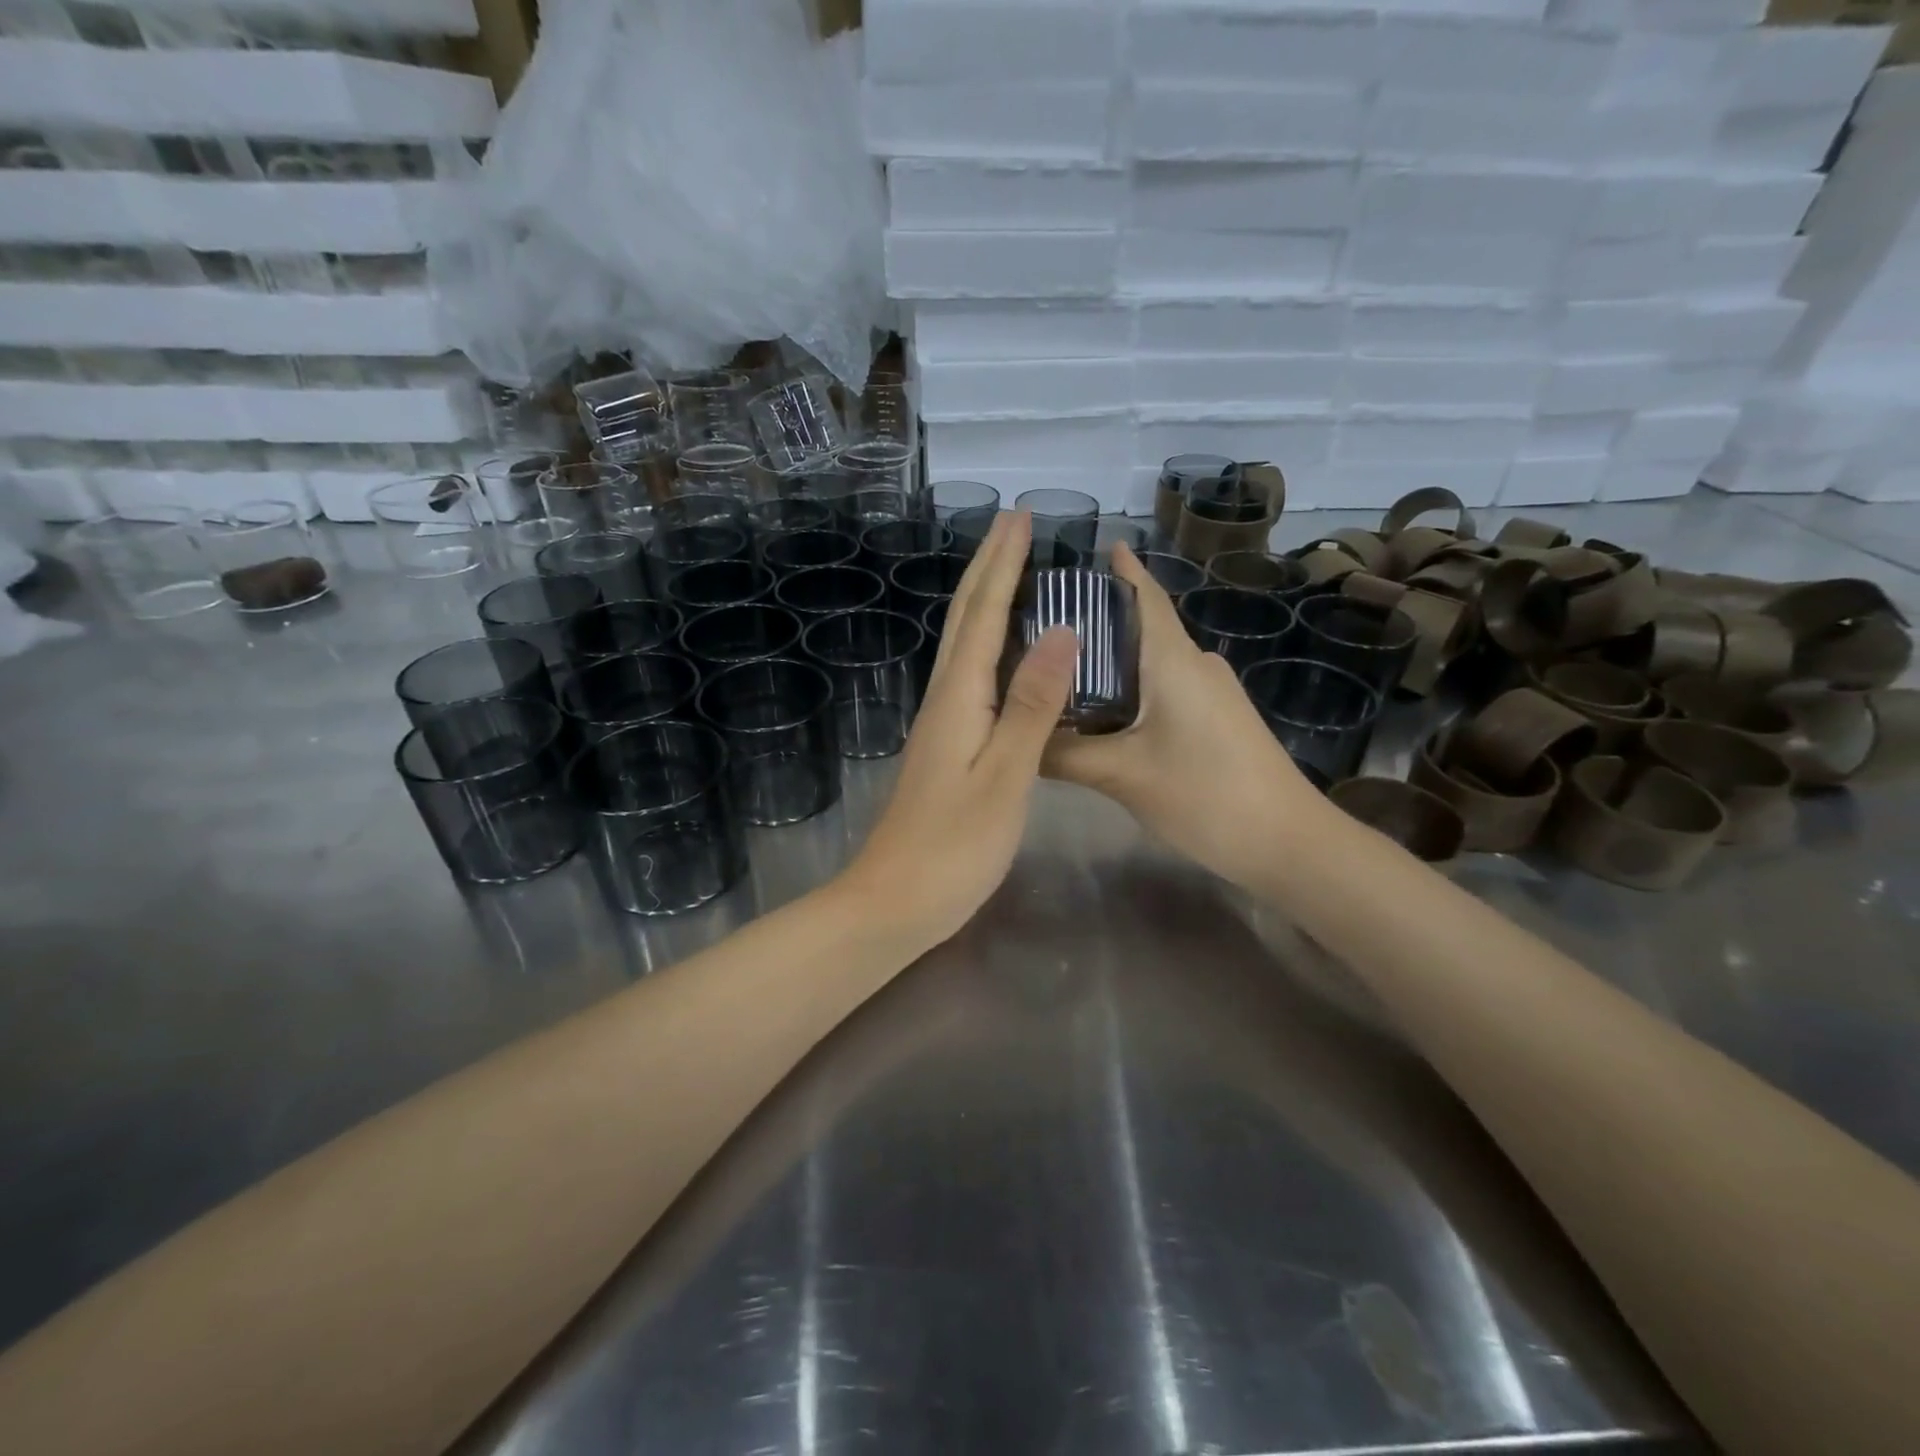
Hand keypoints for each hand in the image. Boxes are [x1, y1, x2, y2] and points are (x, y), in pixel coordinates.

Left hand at [838, 511, 1075, 949]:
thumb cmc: (954, 846)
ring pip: (963, 643)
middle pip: (964, 618)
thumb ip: (1032, 705)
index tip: (1021, 515)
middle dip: (989, 566)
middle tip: (1014, 524)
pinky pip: (970, 675)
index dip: (1003, 563)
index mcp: (958, 697)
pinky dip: (988, 643)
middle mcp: (944, 698)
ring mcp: (941, 723)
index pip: (984, 613)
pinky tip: (1001, 651)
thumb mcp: (1004, 775)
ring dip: (985, 599)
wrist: (894, 900)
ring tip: (1011, 570)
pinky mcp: (945, 746)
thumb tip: (1062, 631)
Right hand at [1043, 544, 1333, 887]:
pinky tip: (1098, 714)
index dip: (1120, 570)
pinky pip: (1162, 691)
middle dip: (1095, 622)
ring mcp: (1209, 694)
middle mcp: (1194, 665)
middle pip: (1140, 629)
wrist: (1286, 843)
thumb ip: (1063, 754)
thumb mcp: (1122, 775)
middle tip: (1039, 625)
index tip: (1087, 548)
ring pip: (1149, 665)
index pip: (1144, 597)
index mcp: (1173, 660)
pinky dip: (1128, 692)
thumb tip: (1013, 738)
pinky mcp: (1215, 721)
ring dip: (1109, 662)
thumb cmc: (1205, 794)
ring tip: (1057, 670)